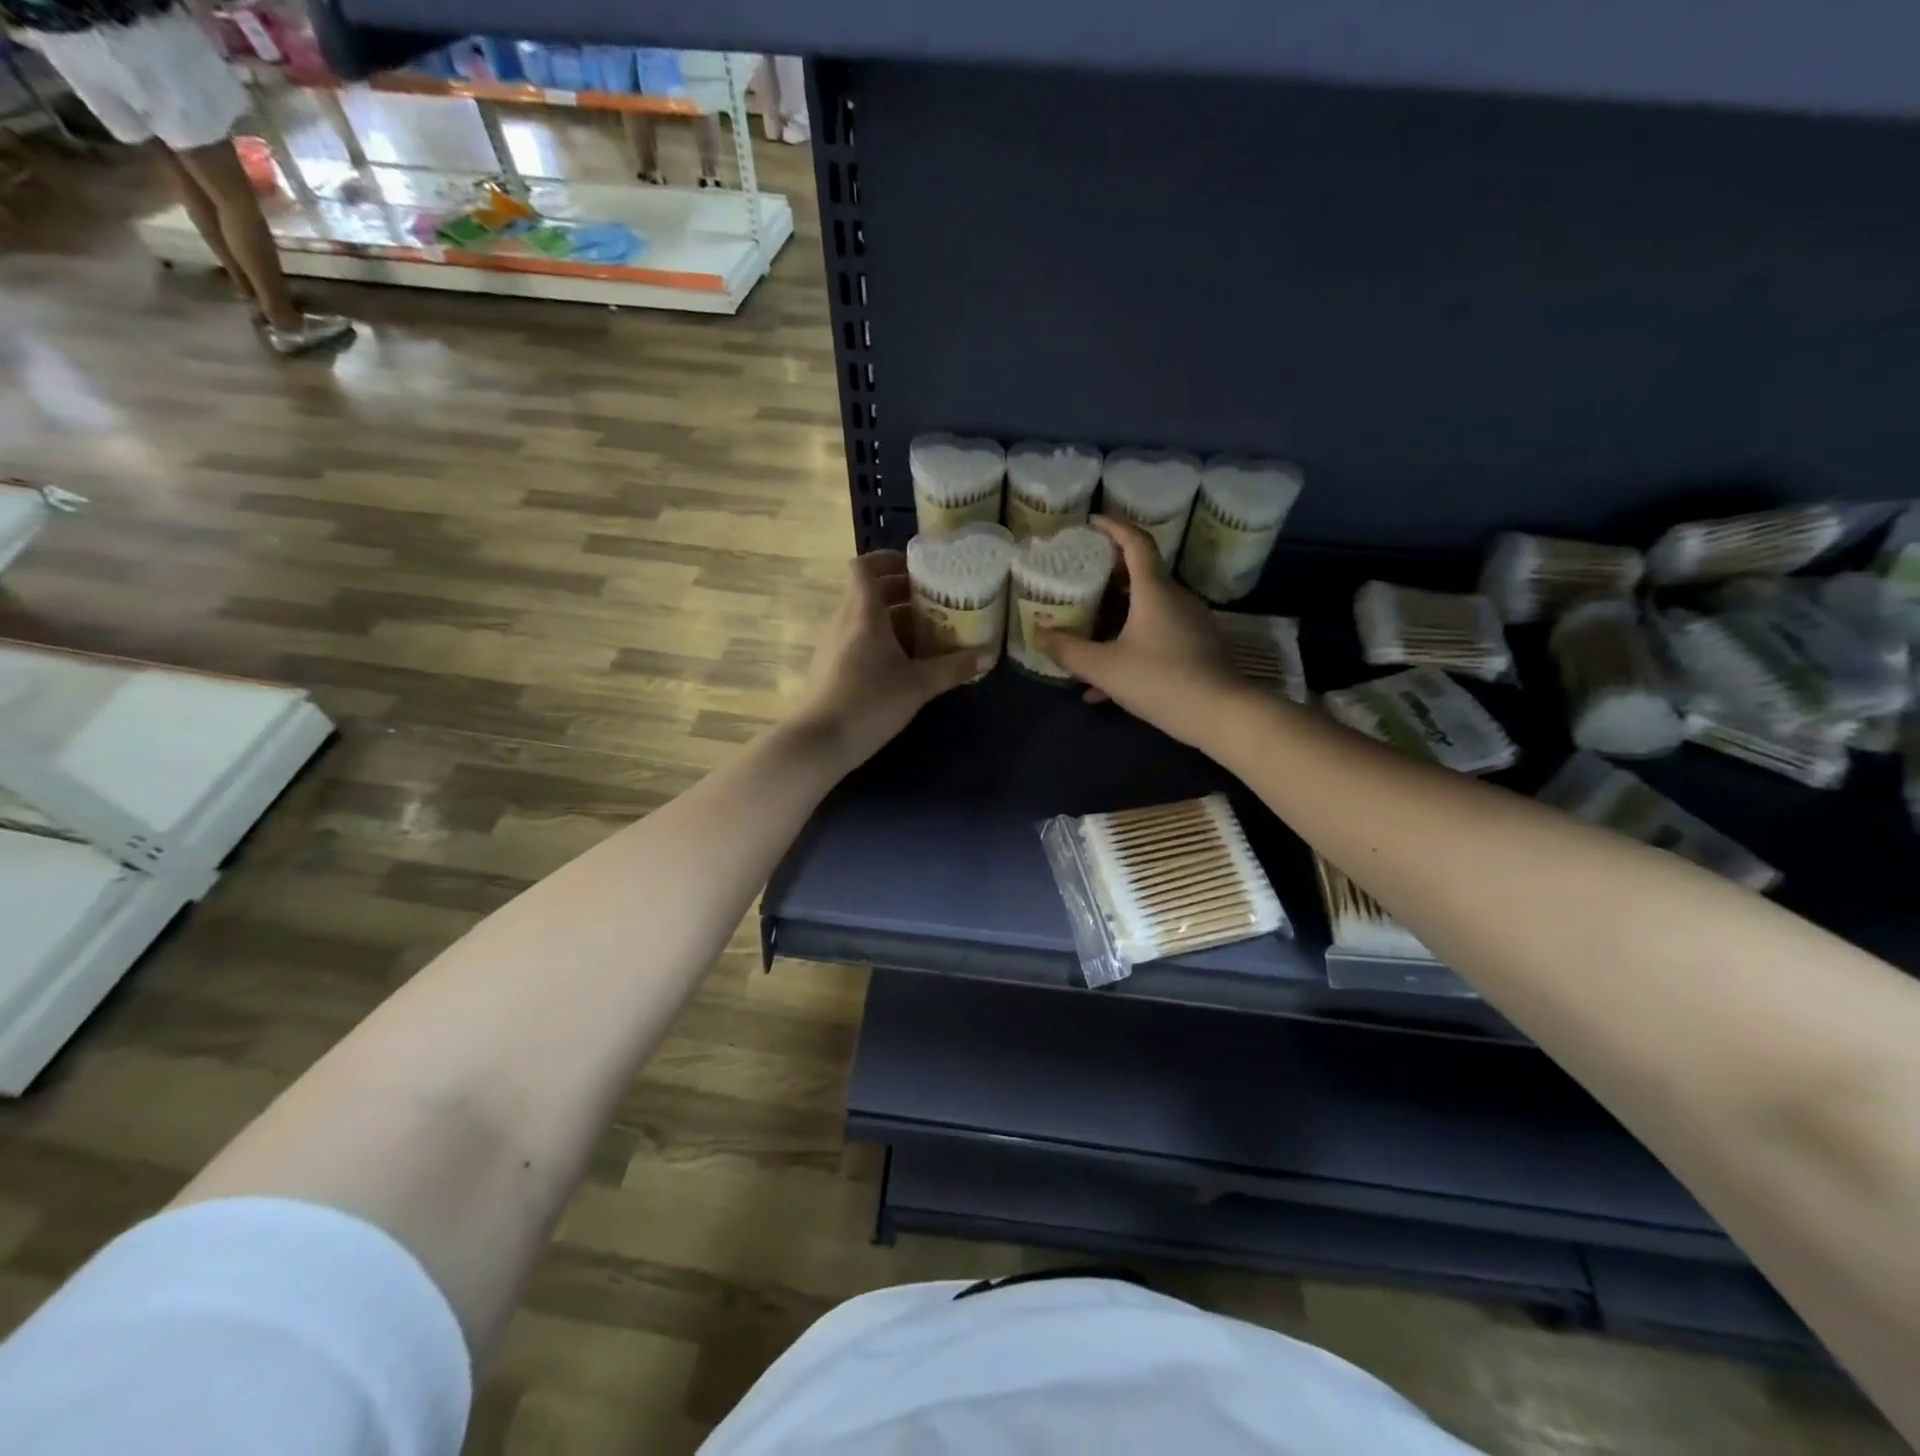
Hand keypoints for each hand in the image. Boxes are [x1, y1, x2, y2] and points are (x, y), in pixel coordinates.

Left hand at [791, 550, 990, 768]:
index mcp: (863, 612)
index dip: (888, 560)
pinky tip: (905, 662)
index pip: (865, 567)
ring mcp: (834, 644)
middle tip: (936, 600)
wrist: (819, 742)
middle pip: (869, 591)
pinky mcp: (831, 666)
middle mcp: (844, 620)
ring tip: (929, 631)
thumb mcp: (918, 685)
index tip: (918, 568)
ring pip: (865, 617)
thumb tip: (990, 656)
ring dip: (894, 618)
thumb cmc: (869, 703)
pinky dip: (882, 639)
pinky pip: (859, 638)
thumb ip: (954, 668)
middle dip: (902, 591)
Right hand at [1037, 516, 1250, 747]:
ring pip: (1147, 609)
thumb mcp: (1104, 668)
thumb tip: (1038, 633)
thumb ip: (1068, 650)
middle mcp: (1176, 598)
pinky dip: (1131, 645)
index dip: (1113, 526)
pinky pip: (1157, 636)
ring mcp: (1190, 623)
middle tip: (1080, 579)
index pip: (1135, 542)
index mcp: (1154, 591)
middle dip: (1108, 575)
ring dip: (1116, 617)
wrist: (1222, 715)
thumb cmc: (1161, 681)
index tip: (1091, 522)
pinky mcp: (1198, 648)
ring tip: (1086, 633)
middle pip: (1141, 574)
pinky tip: (1105, 684)